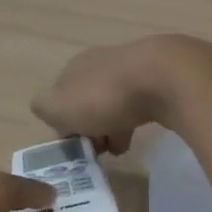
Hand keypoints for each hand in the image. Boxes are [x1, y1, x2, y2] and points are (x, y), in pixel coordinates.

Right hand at [31, 34, 211, 151]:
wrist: (166, 77)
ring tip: (120, 150)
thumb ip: (45, 107)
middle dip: (91, 127)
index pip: (62, 97)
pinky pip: (140, 103)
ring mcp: (134, 67)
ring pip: (115, 102)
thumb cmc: (106, 95)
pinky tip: (139, 137)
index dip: (65, 124)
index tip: (75, 146)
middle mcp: (102, 61)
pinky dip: (135, 121)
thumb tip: (49, 109)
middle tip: (98, 151)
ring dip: (113, 127)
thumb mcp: (60, 105)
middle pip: (89, 99)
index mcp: (76, 65)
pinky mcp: (161, 78)